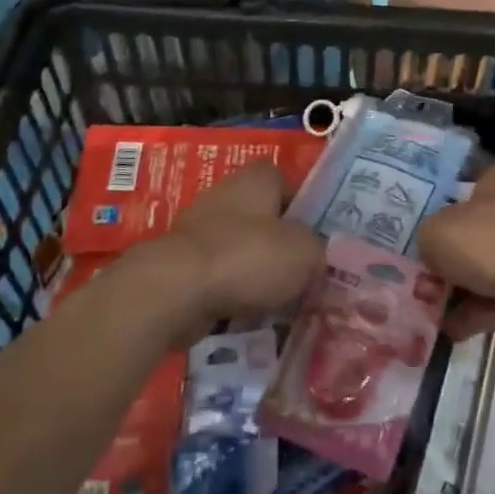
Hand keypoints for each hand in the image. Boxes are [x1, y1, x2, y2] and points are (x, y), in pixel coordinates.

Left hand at [156, 161, 324, 340]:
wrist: (176, 289)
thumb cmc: (249, 257)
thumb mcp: (306, 253)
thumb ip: (318, 253)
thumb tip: (313, 262)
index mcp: (257, 178)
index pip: (287, 183)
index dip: (303, 210)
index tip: (315, 240)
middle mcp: (226, 194)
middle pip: (263, 219)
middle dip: (280, 247)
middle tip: (301, 277)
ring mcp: (199, 228)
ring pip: (240, 250)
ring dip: (256, 274)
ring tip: (277, 304)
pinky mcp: (181, 262)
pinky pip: (217, 276)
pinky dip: (230, 292)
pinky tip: (246, 315)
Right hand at [417, 160, 494, 341]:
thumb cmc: (494, 241)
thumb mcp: (437, 233)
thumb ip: (429, 236)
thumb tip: (434, 248)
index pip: (476, 178)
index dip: (452, 202)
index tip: (434, 229)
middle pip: (487, 225)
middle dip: (461, 253)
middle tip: (431, 277)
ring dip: (471, 288)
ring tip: (439, 313)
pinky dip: (489, 309)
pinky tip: (459, 329)